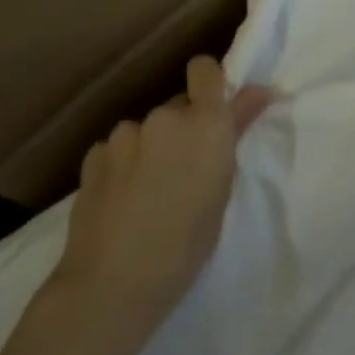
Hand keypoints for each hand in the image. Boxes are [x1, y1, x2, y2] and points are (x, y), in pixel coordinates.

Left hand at [52, 57, 272, 333]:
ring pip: (146, 130)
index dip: (209, 83)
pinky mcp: (93, 155)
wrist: (112, 285)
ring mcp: (125, 133)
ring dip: (151, 148)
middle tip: (183, 173)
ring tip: (146, 193)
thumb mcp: (222, 189)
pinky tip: (120, 201)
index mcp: (206, 122)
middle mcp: (165, 115)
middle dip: (182, 129)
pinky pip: (117, 149)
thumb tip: (261, 90)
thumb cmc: (186, 245)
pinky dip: (122, 166)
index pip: (204, 68)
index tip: (212, 113)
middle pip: (177, 106)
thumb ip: (236, 131)